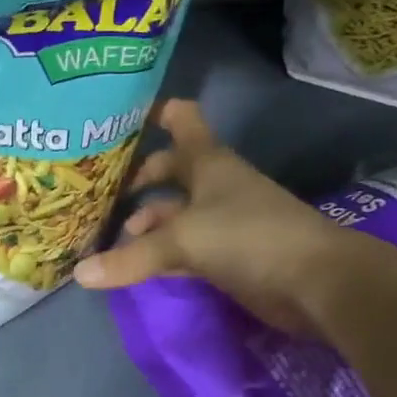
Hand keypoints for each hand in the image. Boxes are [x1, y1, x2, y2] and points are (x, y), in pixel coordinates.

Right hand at [73, 100, 365, 333]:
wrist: (317, 282)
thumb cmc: (249, 237)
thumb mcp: (183, 240)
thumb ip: (131, 256)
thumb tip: (79, 274)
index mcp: (209, 162)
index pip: (181, 121)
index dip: (154, 113)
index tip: (118, 118)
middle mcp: (215, 184)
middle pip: (172, 169)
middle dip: (139, 177)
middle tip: (100, 191)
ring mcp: (223, 220)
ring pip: (176, 211)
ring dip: (147, 219)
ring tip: (111, 234)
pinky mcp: (228, 254)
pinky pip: (184, 246)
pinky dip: (160, 251)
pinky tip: (135, 263)